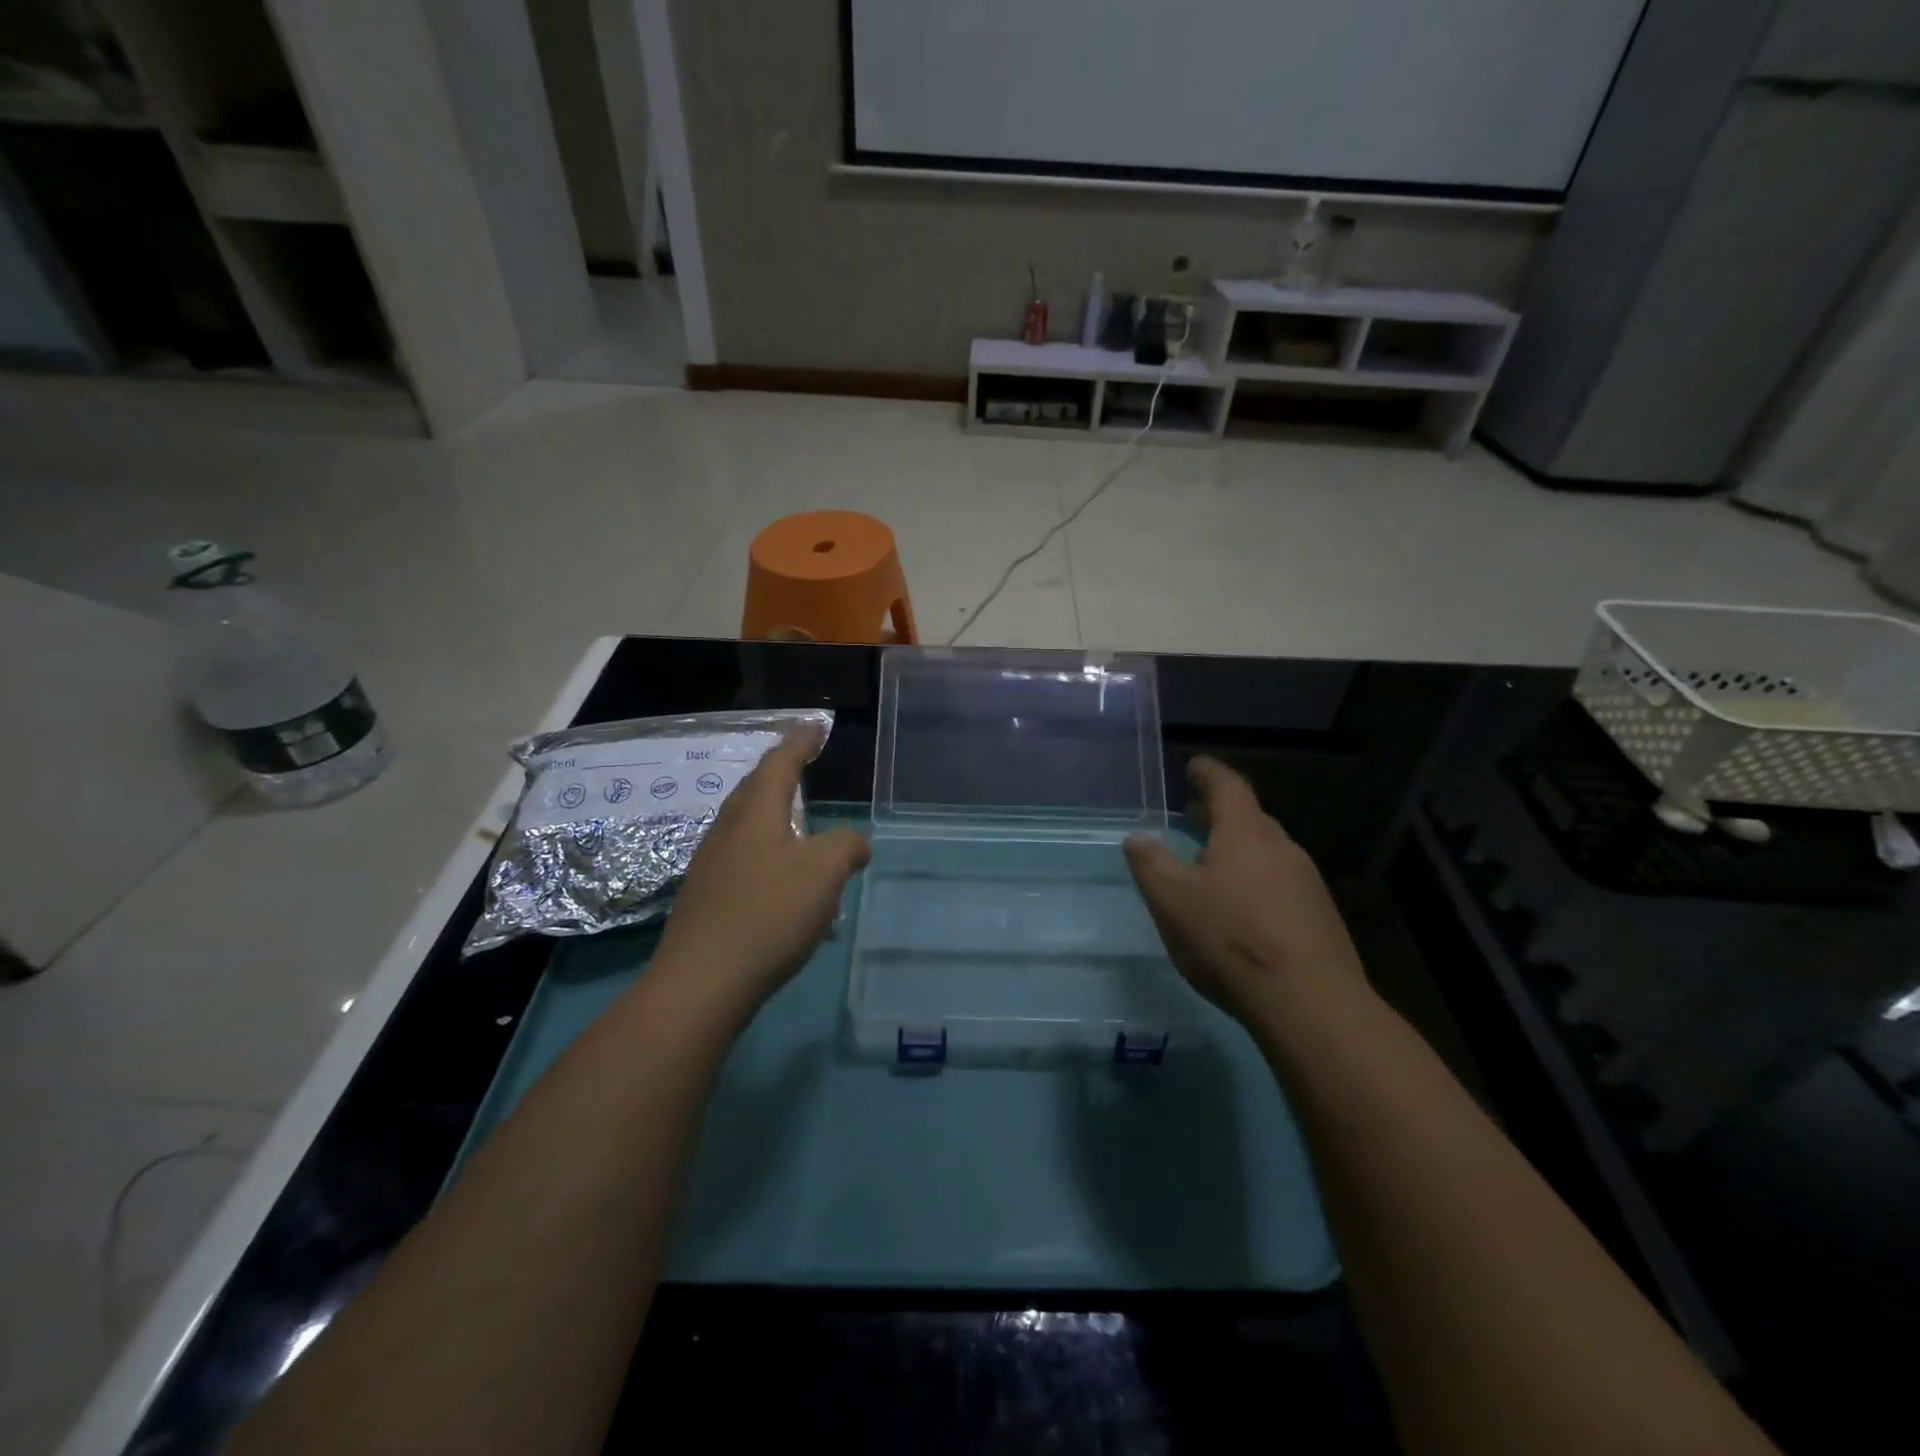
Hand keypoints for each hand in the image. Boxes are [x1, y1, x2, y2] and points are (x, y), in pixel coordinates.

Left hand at [654, 726, 868, 1022]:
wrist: (702, 982)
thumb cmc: (768, 914)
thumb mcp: (824, 872)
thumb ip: (846, 846)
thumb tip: (855, 841)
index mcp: (756, 812)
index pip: (780, 762)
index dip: (801, 741)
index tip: (816, 725)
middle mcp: (728, 830)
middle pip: (755, 788)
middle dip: (781, 772)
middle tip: (803, 763)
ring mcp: (712, 864)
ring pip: (746, 824)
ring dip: (773, 814)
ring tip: (798, 821)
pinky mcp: (707, 896)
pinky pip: (743, 856)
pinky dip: (768, 852)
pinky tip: (782, 878)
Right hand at [1123, 757, 1372, 1026]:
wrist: (1310, 1002)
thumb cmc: (1230, 938)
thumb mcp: (1171, 900)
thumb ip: (1150, 863)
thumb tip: (1137, 837)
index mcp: (1245, 832)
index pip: (1227, 786)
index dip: (1208, 773)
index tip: (1193, 766)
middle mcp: (1282, 847)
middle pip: (1249, 818)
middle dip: (1218, 814)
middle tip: (1191, 816)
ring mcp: (1307, 882)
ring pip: (1266, 853)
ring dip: (1237, 849)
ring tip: (1210, 864)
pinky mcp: (1319, 917)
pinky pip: (1280, 884)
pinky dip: (1255, 881)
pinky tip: (1241, 909)